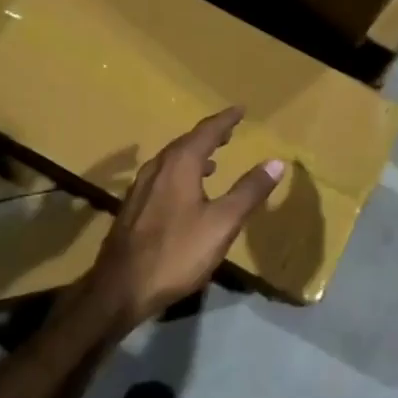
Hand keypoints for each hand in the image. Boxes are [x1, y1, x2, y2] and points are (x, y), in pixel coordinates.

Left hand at [76, 108, 284, 334]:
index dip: (225, 120)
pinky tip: (186, 191)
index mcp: (180, 164)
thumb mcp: (222, 223)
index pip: (206, 131)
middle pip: (186, 142)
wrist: (121, 286)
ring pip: (171, 160)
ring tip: (213, 160)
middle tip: (229, 131)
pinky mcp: (134, 207)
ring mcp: (141, 187)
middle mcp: (157, 168)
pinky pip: (162, 176)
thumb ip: (249, 191)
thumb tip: (276, 162)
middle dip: (209, 135)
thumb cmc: (177, 252)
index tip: (241, 110)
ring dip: (193, 154)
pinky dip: (180, 172)